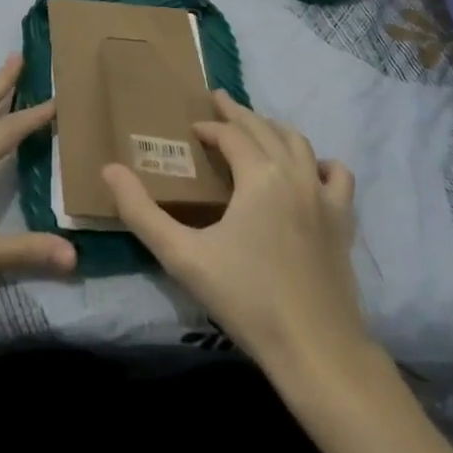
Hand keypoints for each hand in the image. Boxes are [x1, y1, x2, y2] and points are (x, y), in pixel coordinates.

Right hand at [102, 91, 368, 377]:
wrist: (316, 351)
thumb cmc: (247, 300)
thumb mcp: (183, 257)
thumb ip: (142, 212)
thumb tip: (110, 170)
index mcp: (259, 175)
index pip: (231, 134)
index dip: (209, 127)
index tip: (192, 129)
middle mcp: (294, 172)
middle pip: (264, 128)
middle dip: (239, 113)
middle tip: (219, 101)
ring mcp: (324, 195)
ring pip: (299, 143)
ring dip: (274, 129)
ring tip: (256, 129)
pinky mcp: (343, 221)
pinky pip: (337, 175)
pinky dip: (321, 163)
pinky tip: (310, 170)